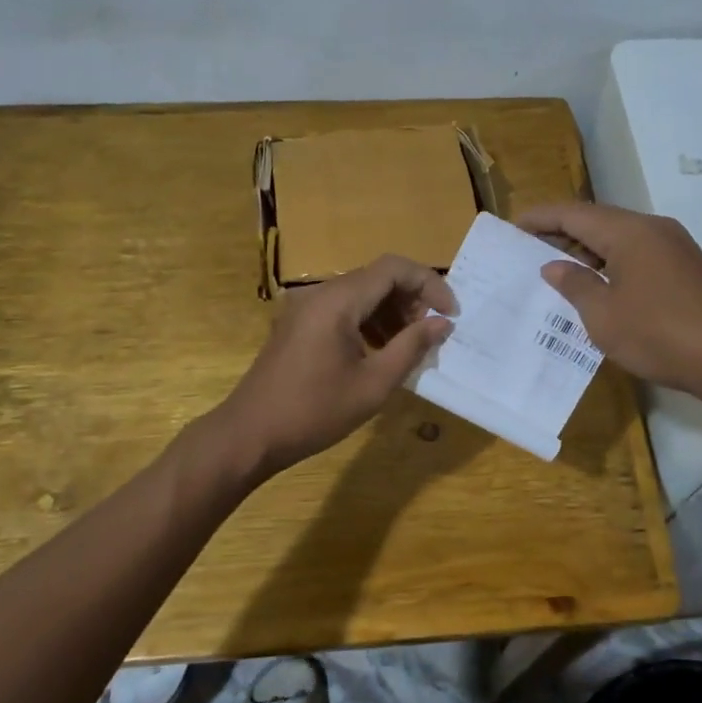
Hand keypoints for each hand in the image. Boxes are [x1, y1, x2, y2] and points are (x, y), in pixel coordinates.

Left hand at [216, 255, 456, 477]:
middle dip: (412, 299)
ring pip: (361, 293)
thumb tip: (442, 323)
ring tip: (411, 345)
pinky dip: (368, 322)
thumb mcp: (373, 383)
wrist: (250, 434)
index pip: (394, 268)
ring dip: (391, 311)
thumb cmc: (315, 412)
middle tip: (433, 333)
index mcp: (338, 300)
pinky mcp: (299, 324)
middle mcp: (320, 293)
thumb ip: (411, 347)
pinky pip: (343, 309)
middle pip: (377, 277)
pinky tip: (380, 351)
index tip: (451, 314)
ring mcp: (305, 307)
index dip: (430, 284)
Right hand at [516, 201, 701, 402]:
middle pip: (598, 221)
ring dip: (587, 250)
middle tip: (528, 249)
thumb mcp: (603, 314)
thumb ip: (574, 284)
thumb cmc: (657, 334)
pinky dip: (611, 263)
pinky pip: (638, 254)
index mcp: (629, 232)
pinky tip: (597, 286)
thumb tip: (553, 266)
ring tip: (556, 269)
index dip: (541, 218)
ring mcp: (675, 247)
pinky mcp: (686, 268)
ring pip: (620, 238)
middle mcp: (653, 229)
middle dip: (561, 233)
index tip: (513, 226)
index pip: (574, 214)